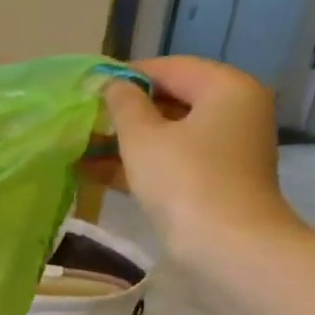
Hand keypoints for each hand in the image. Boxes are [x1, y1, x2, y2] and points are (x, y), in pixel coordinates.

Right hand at [84, 56, 299, 261]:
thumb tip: (111, 84)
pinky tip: (94, 172)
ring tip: (80, 147)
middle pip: (171, 100)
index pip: (170, 68)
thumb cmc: (184, 181)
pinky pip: (171, 160)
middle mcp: (234, 111)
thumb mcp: (143, 138)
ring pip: (168, 134)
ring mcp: (226, 149)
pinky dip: (138, 164)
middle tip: (82, 119)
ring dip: (125, 141)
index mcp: (226, 88)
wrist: (226, 246)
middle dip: (124, 111)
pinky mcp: (214, 180)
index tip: (88, 86)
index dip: (126, 75)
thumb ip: (123, 105)